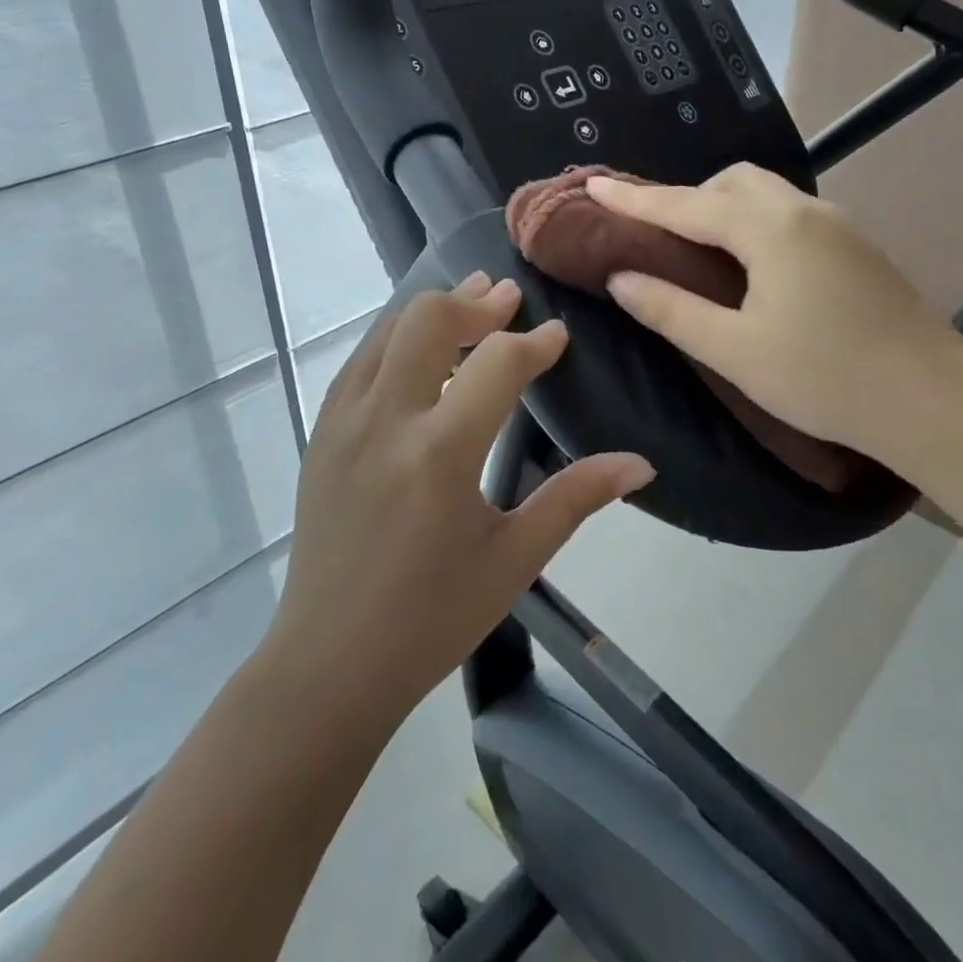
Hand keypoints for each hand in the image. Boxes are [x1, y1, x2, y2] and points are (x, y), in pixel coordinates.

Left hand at [264, 273, 654, 720]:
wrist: (330, 661)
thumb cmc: (432, 618)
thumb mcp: (514, 560)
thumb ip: (576, 498)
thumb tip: (641, 463)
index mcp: (440, 455)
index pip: (498, 365)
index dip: (535, 343)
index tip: (558, 336)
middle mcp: (386, 420)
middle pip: (430, 320)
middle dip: (477, 304)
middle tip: (510, 300)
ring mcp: (343, 421)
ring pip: (388, 329)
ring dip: (434, 310)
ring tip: (472, 302)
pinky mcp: (321, 431)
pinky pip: (360, 359)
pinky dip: (397, 337)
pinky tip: (420, 347)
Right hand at [587, 164, 962, 468]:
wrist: (934, 402)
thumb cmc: (824, 377)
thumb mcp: (734, 349)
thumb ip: (671, 308)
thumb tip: (621, 277)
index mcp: (770, 229)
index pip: (686, 204)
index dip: (635, 198)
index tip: (594, 184)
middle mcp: (804, 211)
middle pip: (732, 182)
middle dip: (687, 197)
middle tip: (655, 234)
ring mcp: (838, 225)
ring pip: (765, 194)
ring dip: (723, 208)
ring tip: (697, 248)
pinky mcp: (857, 246)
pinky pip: (789, 214)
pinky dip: (753, 222)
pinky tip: (751, 264)